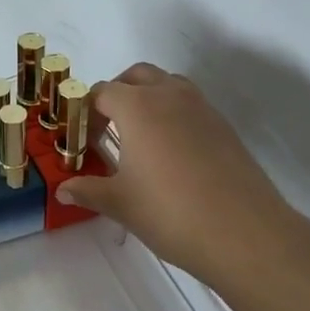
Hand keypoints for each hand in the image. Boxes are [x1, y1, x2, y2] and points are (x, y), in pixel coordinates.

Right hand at [55, 64, 297, 288]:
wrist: (246, 234)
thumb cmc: (171, 213)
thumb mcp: (120, 204)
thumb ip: (88, 191)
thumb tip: (63, 191)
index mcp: (137, 106)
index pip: (101, 93)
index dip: (85, 112)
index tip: (82, 140)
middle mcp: (169, 96)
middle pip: (136, 76)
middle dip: (117, 93)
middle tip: (107, 127)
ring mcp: (202, 109)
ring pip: (168, 85)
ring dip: (148, 98)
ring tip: (139, 137)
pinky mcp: (224, 127)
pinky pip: (191, 106)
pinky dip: (174, 116)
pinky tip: (171, 155)